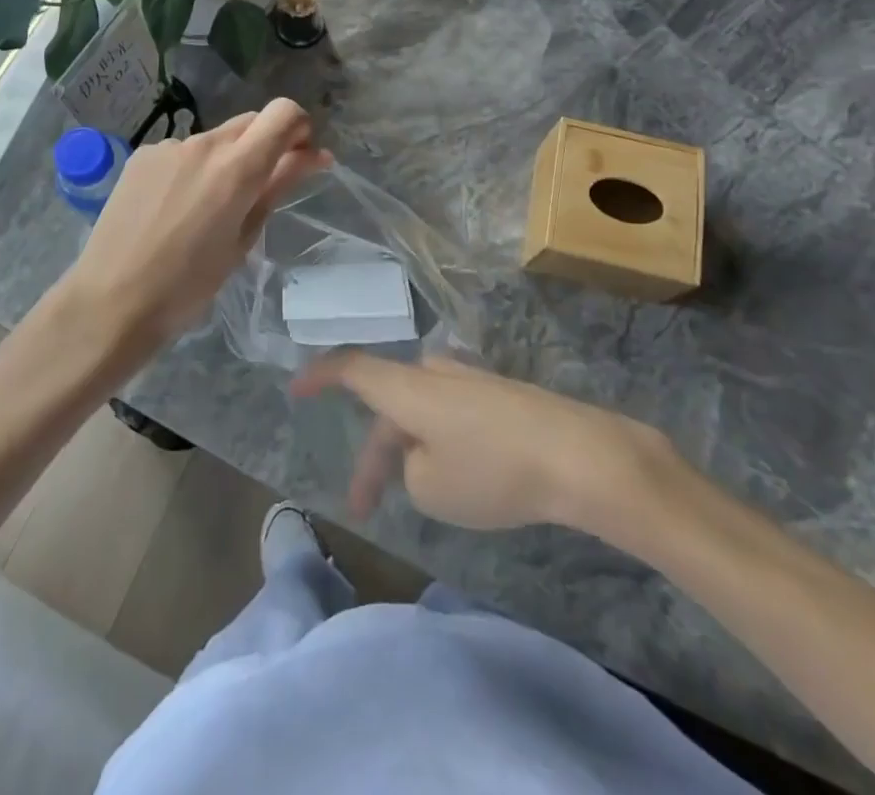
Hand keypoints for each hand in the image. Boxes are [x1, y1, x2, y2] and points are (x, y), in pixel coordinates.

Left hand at [60, 99, 331, 348]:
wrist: (111, 299)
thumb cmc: (189, 284)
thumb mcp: (243, 239)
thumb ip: (278, 186)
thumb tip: (316, 155)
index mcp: (237, 167)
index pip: (283, 112)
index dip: (299, 129)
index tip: (298, 160)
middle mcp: (204, 144)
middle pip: (251, 121)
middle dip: (266, 145)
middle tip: (260, 189)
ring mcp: (168, 146)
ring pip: (216, 138)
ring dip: (227, 159)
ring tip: (208, 209)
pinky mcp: (142, 155)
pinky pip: (183, 151)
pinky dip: (193, 169)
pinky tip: (175, 208)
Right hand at [292, 353, 685, 553]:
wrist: (579, 455)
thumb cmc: (493, 470)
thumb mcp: (431, 488)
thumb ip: (410, 469)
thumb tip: (424, 453)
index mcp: (406, 388)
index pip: (350, 369)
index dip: (319, 376)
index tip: (295, 389)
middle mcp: (433, 374)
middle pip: (387, 404)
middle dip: (375, 454)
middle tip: (365, 504)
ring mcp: (470, 381)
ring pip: (421, 411)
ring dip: (410, 450)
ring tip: (419, 495)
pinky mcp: (501, 396)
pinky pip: (453, 414)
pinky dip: (442, 443)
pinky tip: (464, 476)